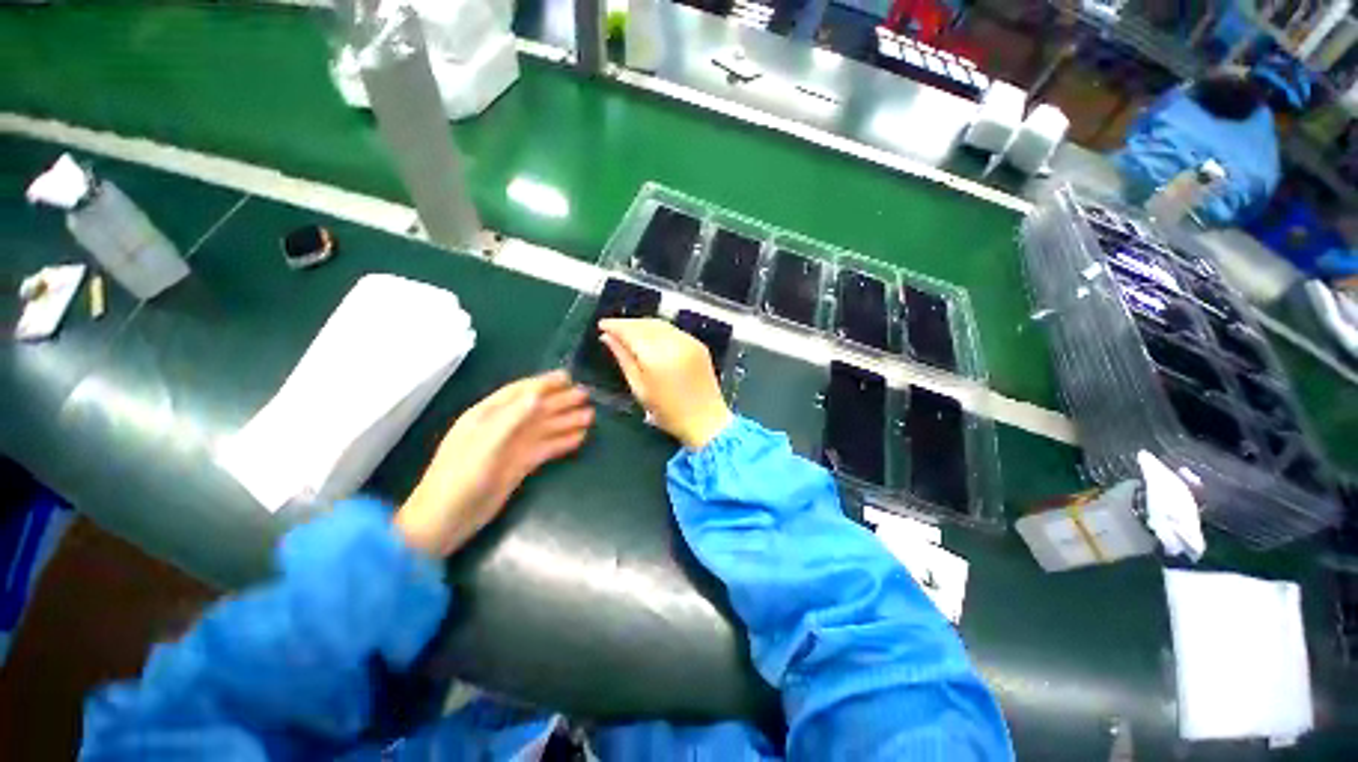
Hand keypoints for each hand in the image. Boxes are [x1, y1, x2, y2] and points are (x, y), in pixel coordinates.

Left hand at [395, 371, 593, 556]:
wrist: (445, 522)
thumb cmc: (460, 479)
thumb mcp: (484, 446)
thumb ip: (512, 419)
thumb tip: (537, 394)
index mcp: (487, 416)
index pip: (520, 392)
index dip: (544, 383)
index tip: (568, 377)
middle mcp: (501, 427)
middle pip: (536, 409)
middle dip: (561, 401)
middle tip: (586, 396)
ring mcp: (511, 447)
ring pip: (544, 428)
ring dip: (566, 421)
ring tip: (590, 416)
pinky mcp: (519, 465)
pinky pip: (545, 448)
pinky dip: (562, 442)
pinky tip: (579, 438)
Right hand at [599, 318, 731, 448]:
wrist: (706, 420)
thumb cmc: (668, 412)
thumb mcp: (640, 388)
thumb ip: (623, 359)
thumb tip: (607, 337)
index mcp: (657, 357)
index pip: (631, 331)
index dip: (615, 325)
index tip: (601, 325)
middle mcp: (675, 343)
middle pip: (646, 324)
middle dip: (628, 323)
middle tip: (612, 328)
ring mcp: (690, 342)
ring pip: (661, 324)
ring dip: (642, 325)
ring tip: (628, 332)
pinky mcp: (699, 345)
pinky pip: (673, 331)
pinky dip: (659, 330)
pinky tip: (650, 338)